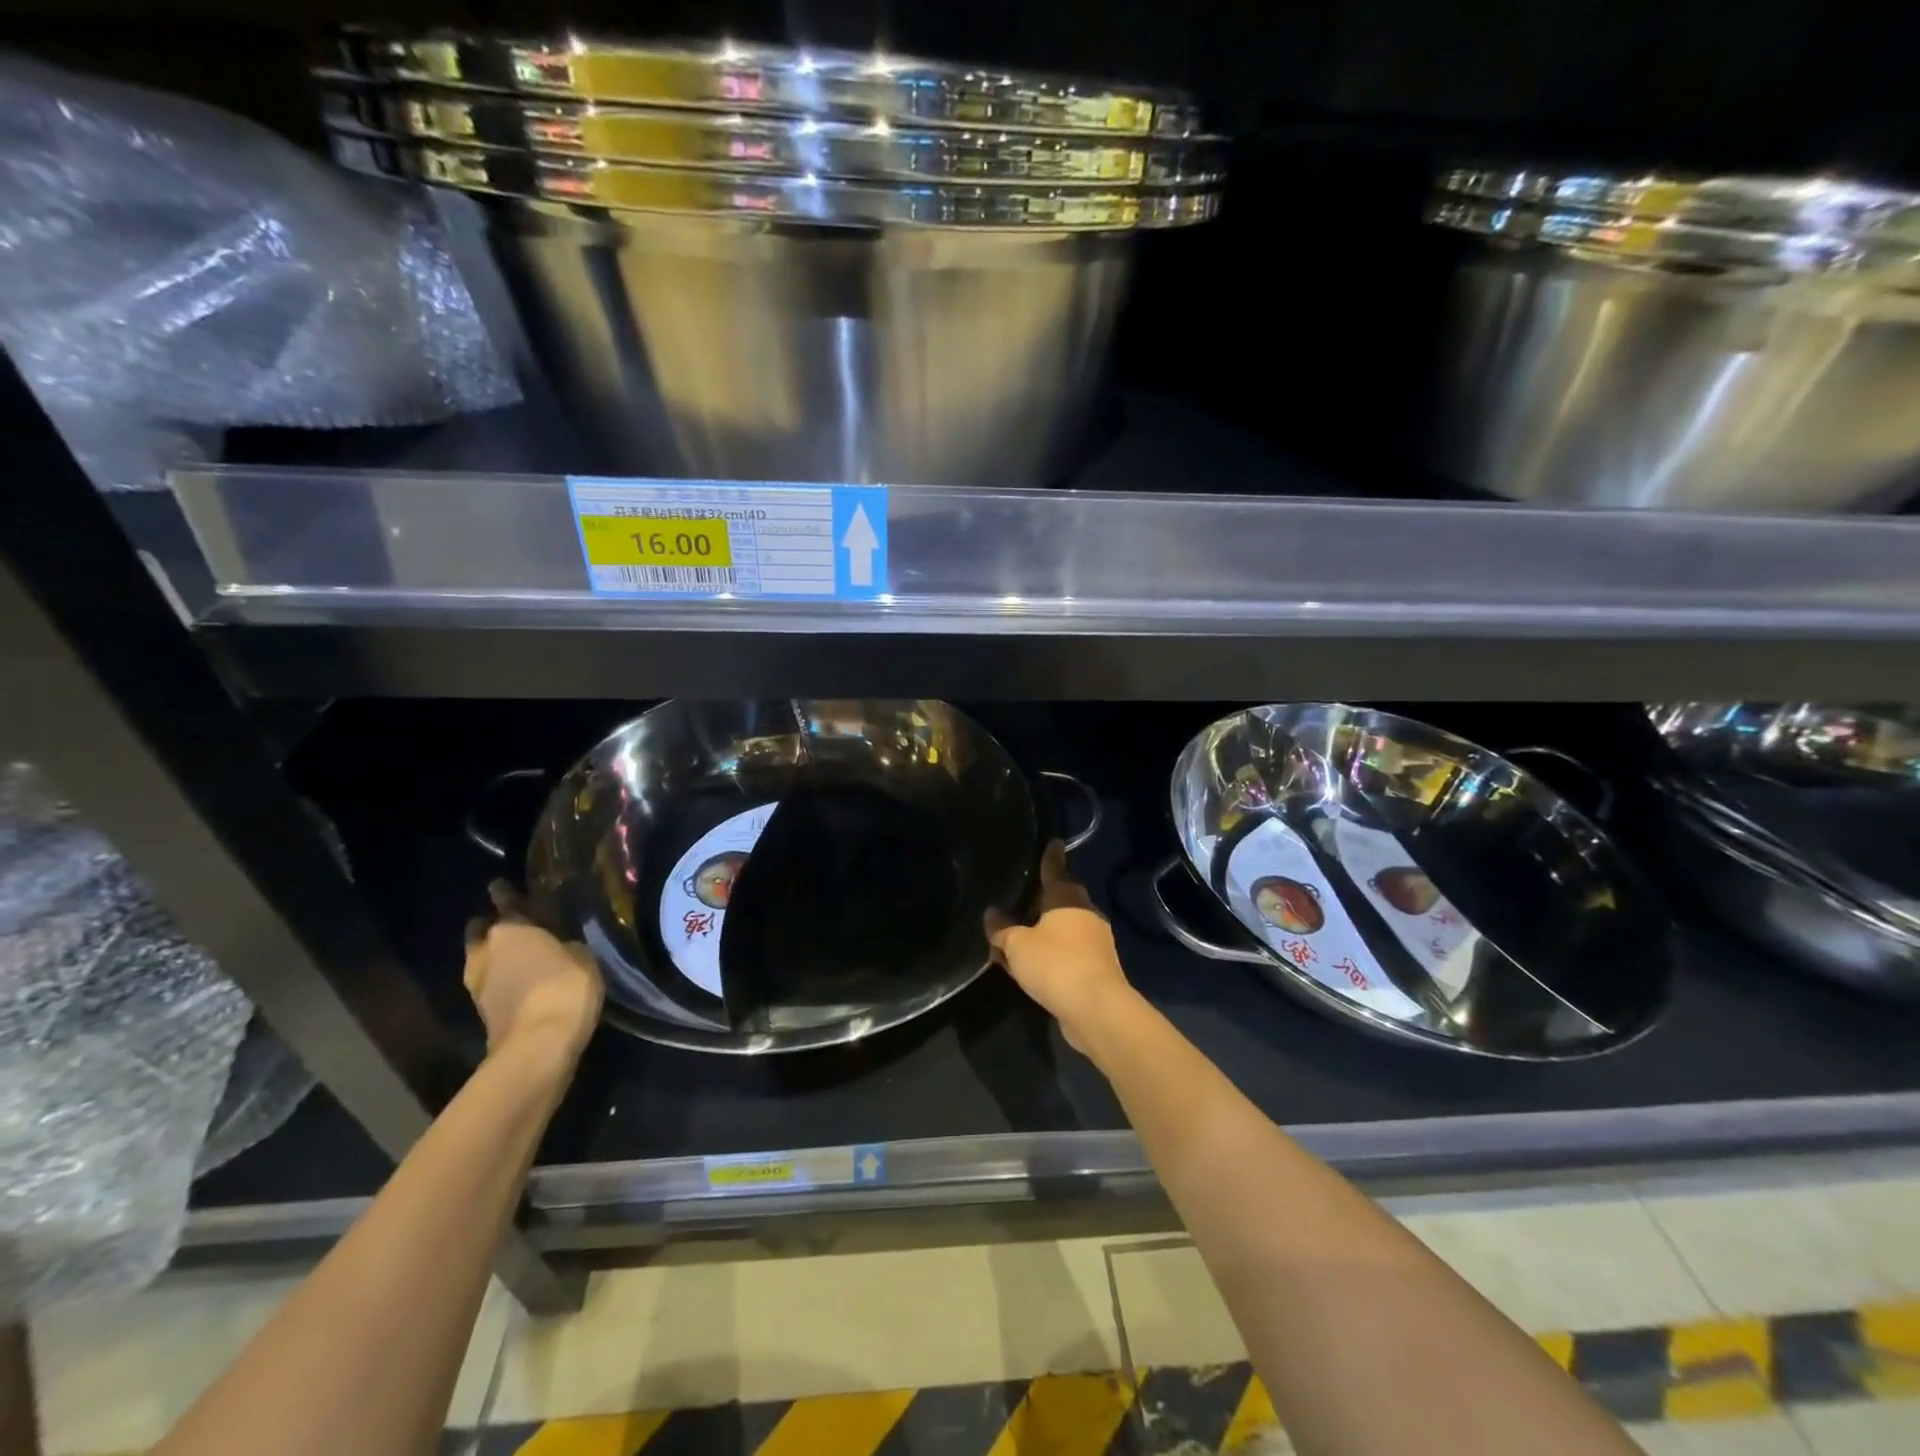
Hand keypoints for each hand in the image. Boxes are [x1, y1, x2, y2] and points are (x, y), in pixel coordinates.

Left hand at [463, 880, 602, 1065]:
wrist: (539, 1045)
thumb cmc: (564, 986)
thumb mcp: (582, 955)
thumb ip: (567, 945)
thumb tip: (561, 946)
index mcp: (510, 930)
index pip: (505, 903)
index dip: (505, 893)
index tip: (500, 884)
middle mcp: (486, 953)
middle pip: (482, 933)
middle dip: (491, 927)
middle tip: (510, 923)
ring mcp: (479, 986)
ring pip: (482, 960)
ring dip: (494, 957)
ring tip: (517, 954)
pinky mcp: (484, 1014)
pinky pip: (492, 985)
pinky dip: (502, 980)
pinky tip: (521, 980)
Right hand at [987, 842, 1135, 1051]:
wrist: (1096, 1009)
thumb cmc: (1055, 964)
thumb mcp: (1017, 945)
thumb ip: (1002, 929)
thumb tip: (992, 913)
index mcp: (1067, 898)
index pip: (1055, 869)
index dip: (1050, 856)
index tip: (1053, 842)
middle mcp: (1084, 913)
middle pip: (1061, 898)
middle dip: (1043, 898)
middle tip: (1021, 895)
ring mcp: (1094, 942)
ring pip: (1063, 928)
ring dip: (1044, 930)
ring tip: (1019, 934)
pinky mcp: (1096, 968)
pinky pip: (1066, 953)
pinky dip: (1050, 954)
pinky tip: (1032, 964)